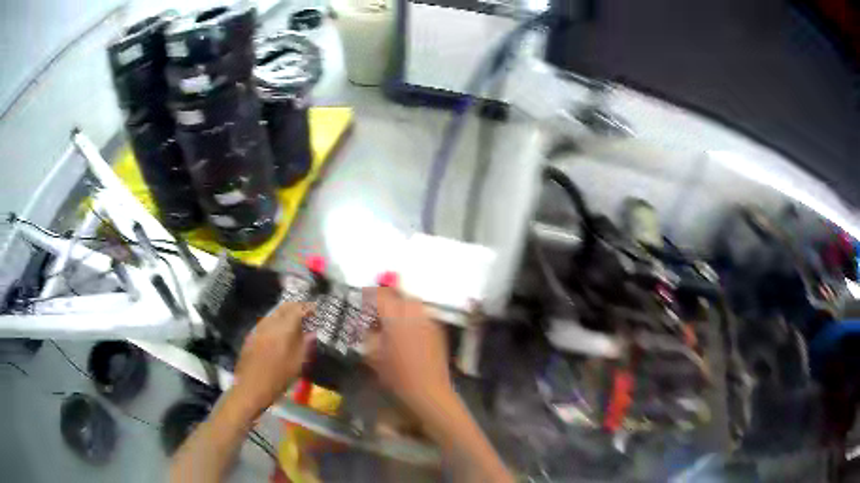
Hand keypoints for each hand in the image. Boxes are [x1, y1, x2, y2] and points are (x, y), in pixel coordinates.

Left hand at [232, 302, 314, 415]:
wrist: (250, 388)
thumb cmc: (277, 379)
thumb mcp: (297, 364)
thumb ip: (304, 344)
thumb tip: (311, 331)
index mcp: (282, 330)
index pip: (297, 310)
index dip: (307, 308)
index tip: (315, 310)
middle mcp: (269, 324)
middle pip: (283, 307)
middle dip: (296, 307)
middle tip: (306, 313)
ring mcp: (258, 329)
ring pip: (273, 313)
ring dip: (285, 313)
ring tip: (294, 321)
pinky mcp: (251, 335)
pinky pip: (266, 321)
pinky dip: (276, 321)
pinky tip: (279, 331)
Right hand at [364, 288, 452, 413]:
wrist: (429, 391)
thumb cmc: (397, 376)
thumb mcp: (373, 356)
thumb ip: (368, 335)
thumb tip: (367, 324)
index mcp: (395, 318)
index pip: (380, 296)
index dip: (369, 294)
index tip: (361, 297)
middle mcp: (414, 314)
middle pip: (400, 295)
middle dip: (387, 297)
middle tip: (377, 307)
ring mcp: (429, 320)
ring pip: (413, 303)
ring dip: (401, 305)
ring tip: (392, 318)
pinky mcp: (438, 329)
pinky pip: (423, 314)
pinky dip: (413, 316)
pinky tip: (408, 330)